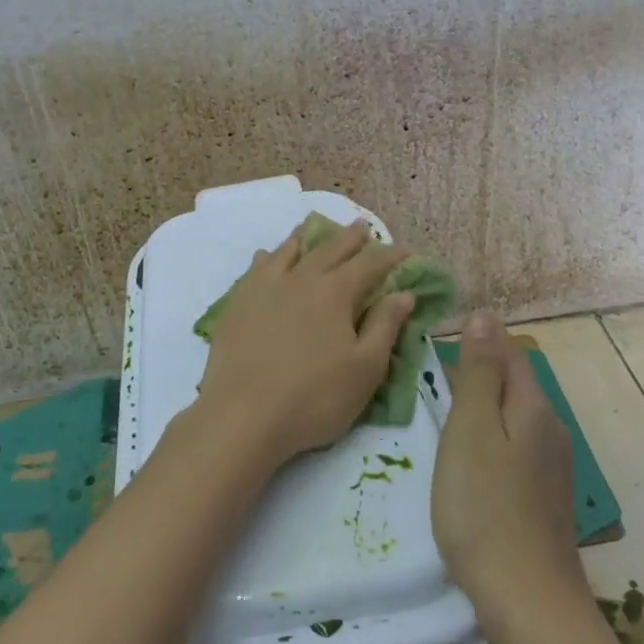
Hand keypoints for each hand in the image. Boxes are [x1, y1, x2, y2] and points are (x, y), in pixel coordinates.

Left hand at [194, 219, 415, 474]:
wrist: (243, 415)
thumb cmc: (314, 398)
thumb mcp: (365, 369)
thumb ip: (385, 326)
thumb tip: (403, 292)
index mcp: (334, 292)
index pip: (369, 264)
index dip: (390, 256)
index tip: (405, 252)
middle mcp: (299, 278)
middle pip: (329, 249)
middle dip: (350, 237)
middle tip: (363, 228)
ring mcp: (263, 287)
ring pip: (288, 251)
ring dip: (306, 237)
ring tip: (313, 228)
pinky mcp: (237, 303)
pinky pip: (255, 268)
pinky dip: (268, 257)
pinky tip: (266, 256)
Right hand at [433, 313, 586, 643]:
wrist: (527, 600)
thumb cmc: (484, 506)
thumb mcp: (471, 429)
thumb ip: (479, 372)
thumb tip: (485, 316)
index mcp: (533, 407)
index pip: (508, 353)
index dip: (476, 342)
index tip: (433, 345)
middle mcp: (550, 430)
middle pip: (513, 384)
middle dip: (475, 374)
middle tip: (426, 381)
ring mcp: (551, 467)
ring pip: (512, 418)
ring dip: (480, 409)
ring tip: (439, 417)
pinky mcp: (543, 496)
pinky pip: (513, 448)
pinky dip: (488, 440)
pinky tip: (466, 461)